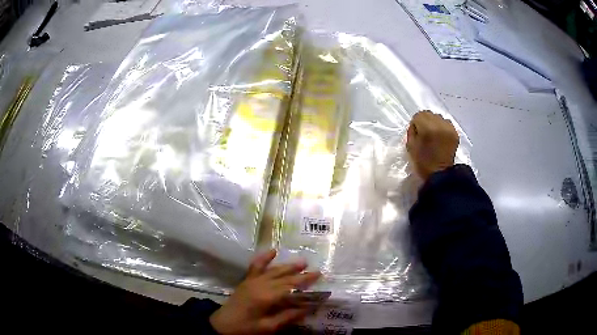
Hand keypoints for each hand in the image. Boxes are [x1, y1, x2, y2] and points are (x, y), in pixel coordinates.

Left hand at [209, 250, 320, 334]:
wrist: (222, 325)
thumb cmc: (246, 328)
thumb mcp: (268, 327)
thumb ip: (288, 316)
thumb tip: (308, 308)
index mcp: (266, 297)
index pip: (291, 288)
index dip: (306, 285)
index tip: (319, 281)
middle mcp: (260, 285)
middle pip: (284, 278)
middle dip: (301, 275)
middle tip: (317, 271)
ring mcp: (252, 281)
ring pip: (274, 271)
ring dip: (288, 266)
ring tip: (303, 262)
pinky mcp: (247, 281)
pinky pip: (256, 266)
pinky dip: (264, 258)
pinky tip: (273, 251)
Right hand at [406, 110, 458, 180]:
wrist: (441, 175)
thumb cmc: (423, 162)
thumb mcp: (410, 146)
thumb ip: (412, 132)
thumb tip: (416, 126)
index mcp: (427, 128)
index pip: (418, 116)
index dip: (416, 124)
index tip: (417, 134)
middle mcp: (439, 124)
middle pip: (429, 114)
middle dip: (425, 122)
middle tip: (425, 135)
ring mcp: (449, 128)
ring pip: (438, 117)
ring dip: (435, 124)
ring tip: (434, 136)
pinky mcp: (455, 133)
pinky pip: (447, 123)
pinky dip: (443, 128)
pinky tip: (442, 137)